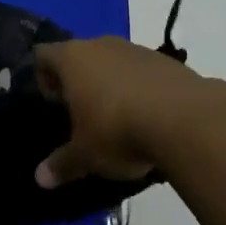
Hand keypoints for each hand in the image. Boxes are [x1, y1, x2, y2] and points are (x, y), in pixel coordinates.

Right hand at [33, 37, 207, 188]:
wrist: (185, 119)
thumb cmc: (117, 130)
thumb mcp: (85, 155)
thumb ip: (62, 164)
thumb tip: (40, 179)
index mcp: (72, 58)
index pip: (43, 55)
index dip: (43, 78)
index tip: (54, 105)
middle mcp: (101, 45)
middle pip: (79, 56)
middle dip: (78, 82)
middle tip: (82, 116)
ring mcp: (136, 49)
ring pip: (112, 62)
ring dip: (111, 84)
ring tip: (118, 119)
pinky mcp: (166, 60)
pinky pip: (141, 71)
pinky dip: (139, 89)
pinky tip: (148, 117)